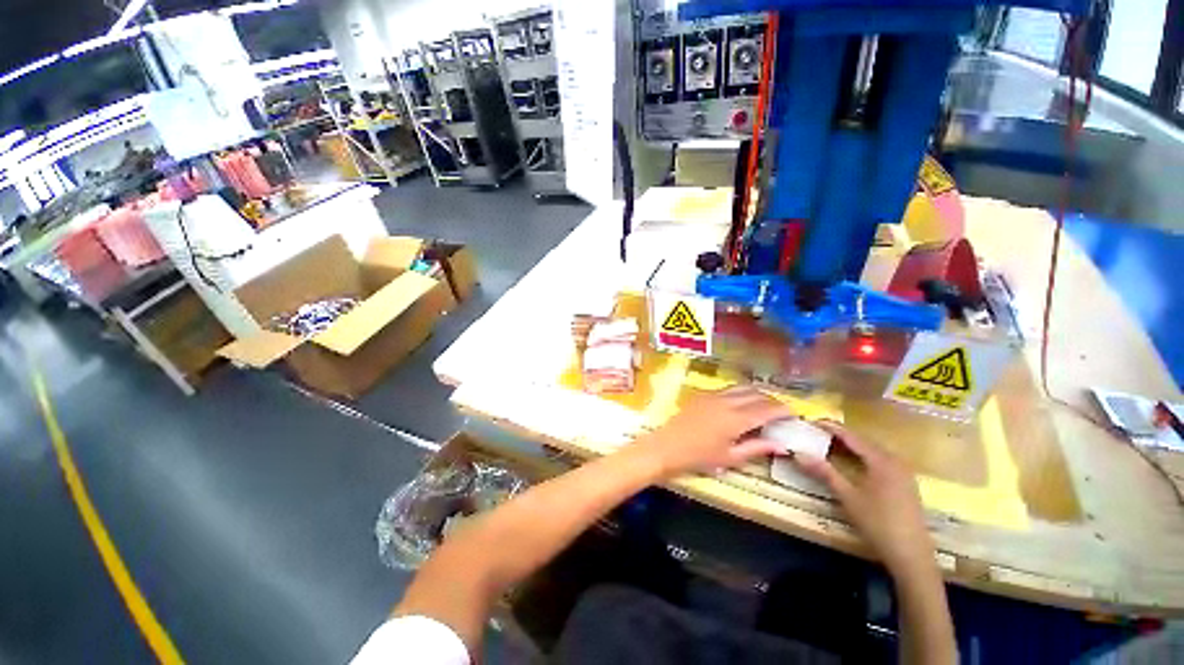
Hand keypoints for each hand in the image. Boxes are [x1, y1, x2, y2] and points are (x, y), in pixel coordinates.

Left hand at [635, 386, 789, 477]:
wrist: (667, 446)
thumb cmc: (699, 457)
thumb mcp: (731, 458)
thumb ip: (757, 448)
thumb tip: (782, 445)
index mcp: (736, 419)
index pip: (767, 409)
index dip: (783, 409)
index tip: (794, 414)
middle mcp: (727, 401)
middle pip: (756, 394)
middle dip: (772, 400)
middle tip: (781, 411)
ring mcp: (713, 395)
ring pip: (742, 387)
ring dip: (757, 393)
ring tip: (764, 405)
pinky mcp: (703, 394)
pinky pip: (728, 388)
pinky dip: (741, 392)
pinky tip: (741, 403)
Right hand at [793, 421, 934, 574]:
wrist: (911, 555)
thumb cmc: (878, 523)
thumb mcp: (847, 497)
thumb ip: (824, 472)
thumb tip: (798, 453)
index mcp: (881, 460)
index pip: (851, 436)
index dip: (830, 427)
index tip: (811, 421)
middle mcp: (895, 461)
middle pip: (864, 441)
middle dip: (840, 435)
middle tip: (817, 432)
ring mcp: (903, 472)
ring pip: (873, 450)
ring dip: (852, 446)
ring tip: (831, 444)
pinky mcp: (905, 483)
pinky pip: (880, 460)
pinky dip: (863, 456)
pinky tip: (854, 462)